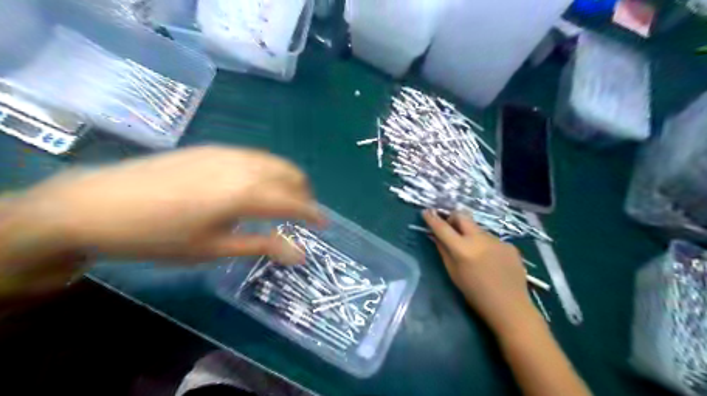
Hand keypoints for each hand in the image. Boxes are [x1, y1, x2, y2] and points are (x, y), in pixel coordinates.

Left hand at [4, 146, 322, 275]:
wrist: (98, 204)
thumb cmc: (160, 236)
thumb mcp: (215, 248)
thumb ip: (263, 246)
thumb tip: (300, 255)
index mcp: (247, 193)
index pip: (295, 202)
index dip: (314, 214)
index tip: (324, 225)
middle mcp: (245, 165)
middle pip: (291, 174)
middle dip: (304, 194)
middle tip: (302, 215)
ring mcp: (228, 152)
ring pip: (275, 162)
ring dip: (288, 180)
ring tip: (283, 201)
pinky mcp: (212, 148)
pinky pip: (256, 156)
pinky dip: (269, 170)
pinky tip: (255, 186)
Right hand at [421, 208, 539, 334]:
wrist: (510, 307)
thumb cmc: (475, 294)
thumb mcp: (453, 273)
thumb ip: (443, 251)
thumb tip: (435, 236)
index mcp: (462, 249)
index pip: (442, 227)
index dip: (432, 218)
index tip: (426, 211)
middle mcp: (479, 239)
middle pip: (462, 215)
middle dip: (453, 218)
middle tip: (451, 228)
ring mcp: (496, 240)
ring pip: (478, 228)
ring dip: (471, 234)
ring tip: (475, 253)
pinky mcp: (509, 245)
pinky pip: (491, 239)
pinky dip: (486, 245)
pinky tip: (491, 261)